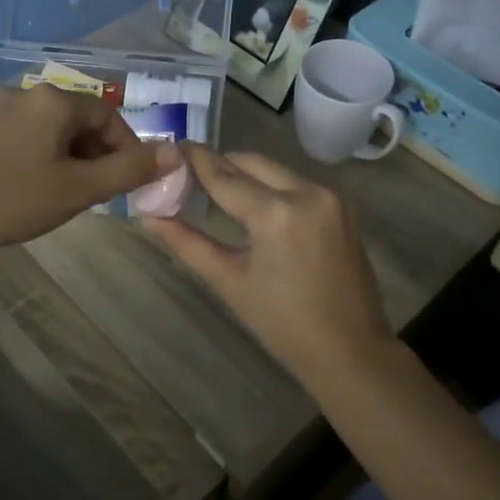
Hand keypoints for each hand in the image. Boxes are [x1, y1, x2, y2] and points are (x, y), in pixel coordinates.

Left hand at [0, 85, 178, 255]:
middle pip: (81, 119)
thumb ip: (129, 170)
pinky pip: (30, 134)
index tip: (131, 183)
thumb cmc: (14, 199)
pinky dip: (46, 155)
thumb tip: (177, 152)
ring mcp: (1, 108)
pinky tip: (37, 185)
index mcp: (55, 99)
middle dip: (98, 154)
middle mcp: (29, 92)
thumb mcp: (80, 188)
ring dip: (73, 156)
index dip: (128, 149)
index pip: (109, 116)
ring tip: (70, 193)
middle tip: (100, 193)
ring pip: (55, 129)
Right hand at [147, 146, 392, 388]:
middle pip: (251, 162)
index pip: (224, 175)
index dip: (194, 160)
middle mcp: (307, 191)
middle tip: (187, 174)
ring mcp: (330, 196)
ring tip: (214, 189)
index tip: (170, 147)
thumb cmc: (282, 324)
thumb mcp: (229, 281)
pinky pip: (296, 183)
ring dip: (245, 173)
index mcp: (277, 213)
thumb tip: (149, 217)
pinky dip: (270, 186)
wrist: (350, 351)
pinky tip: (252, 203)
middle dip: (219, 164)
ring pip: (275, 169)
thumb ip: (188, 243)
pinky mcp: (342, 206)